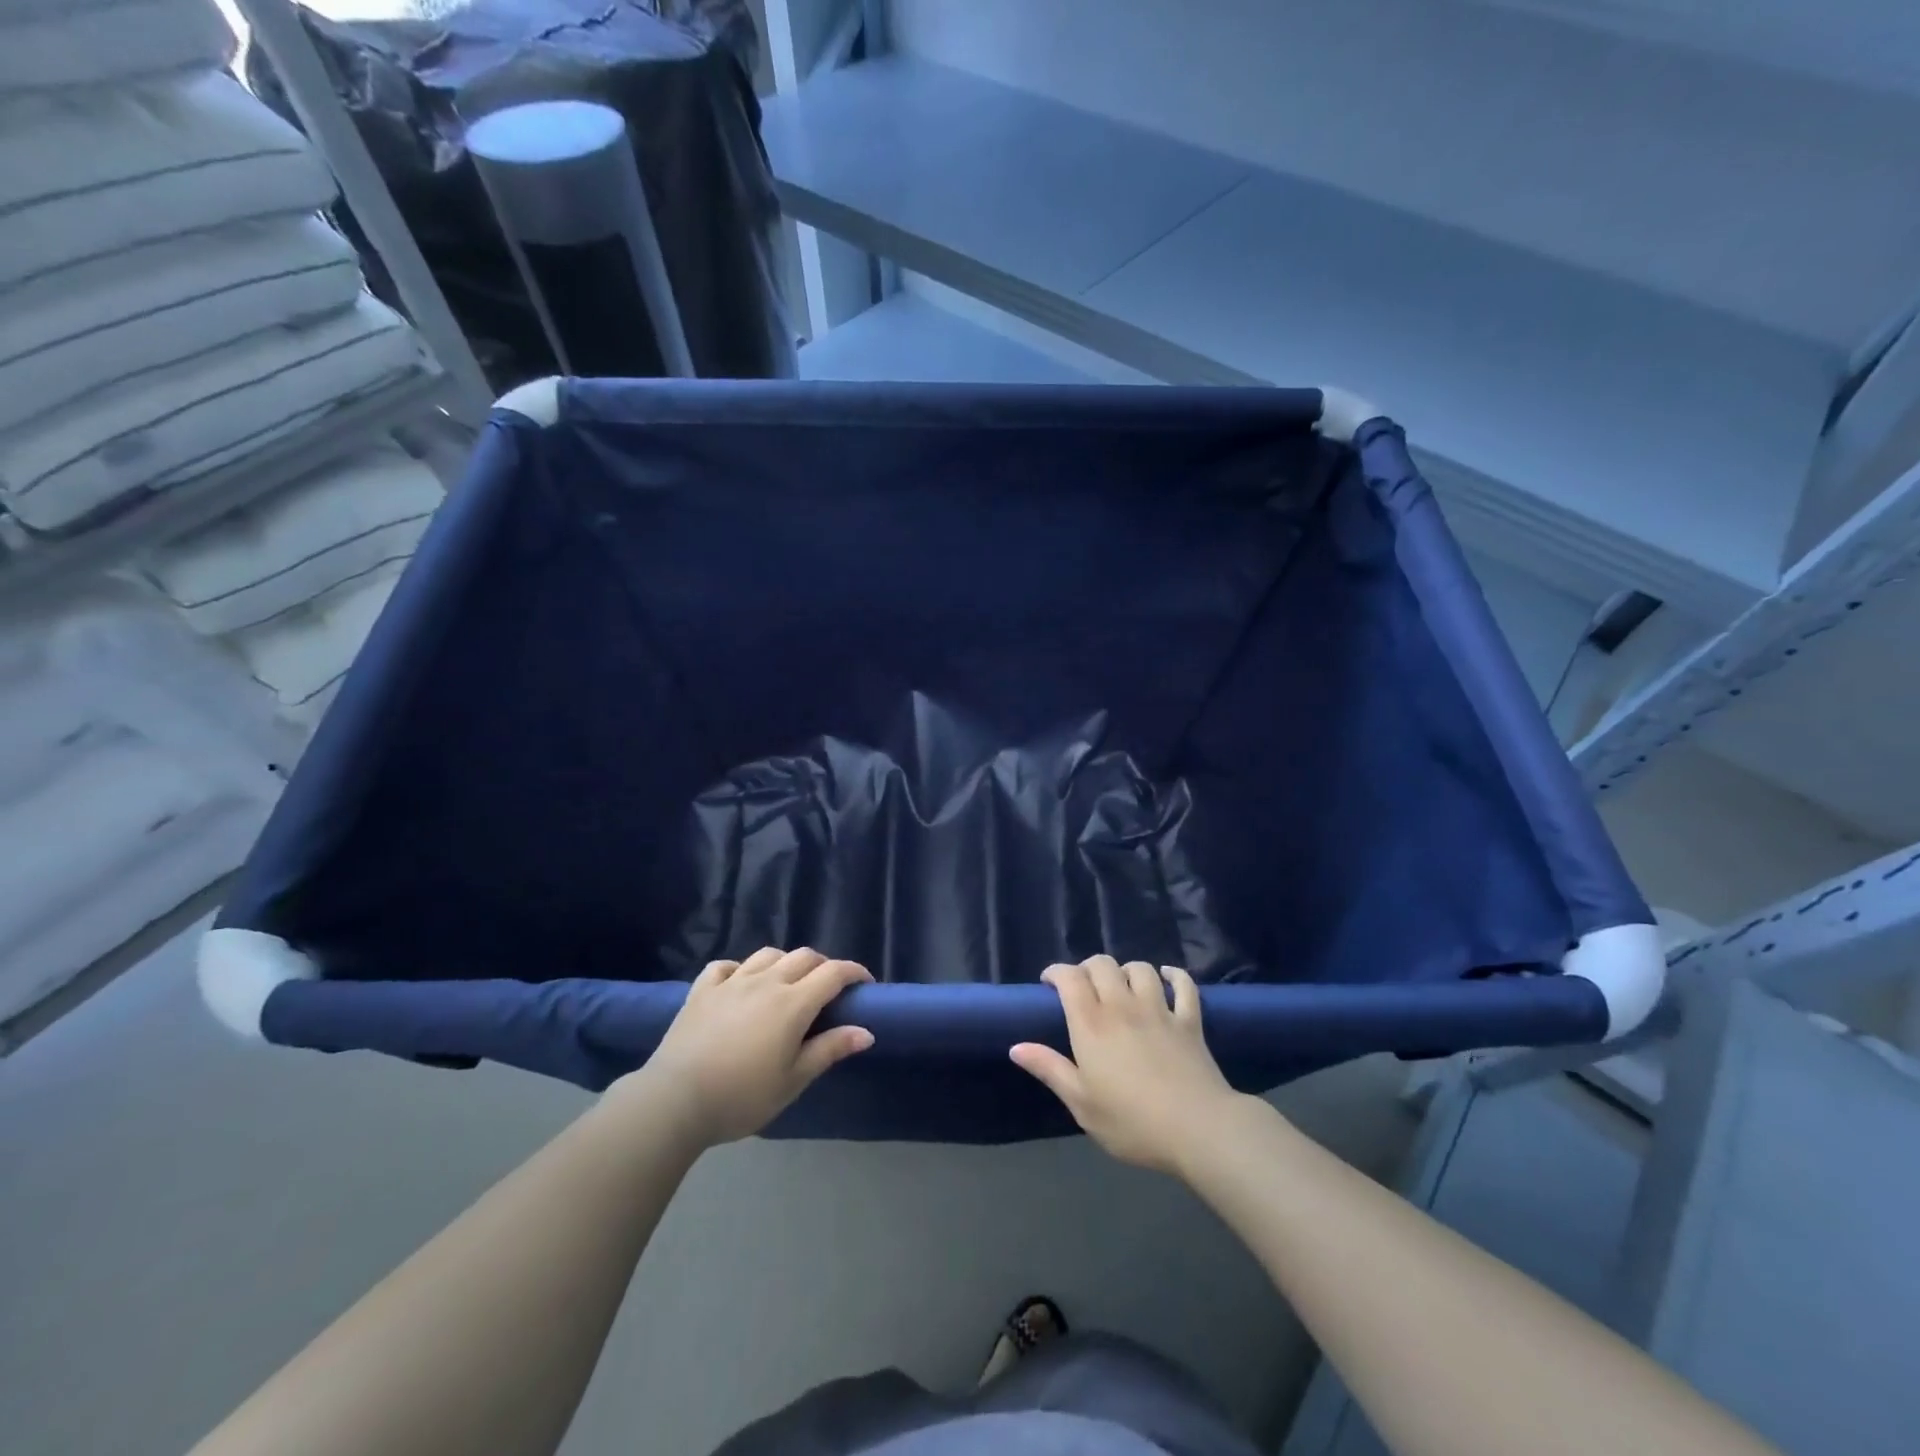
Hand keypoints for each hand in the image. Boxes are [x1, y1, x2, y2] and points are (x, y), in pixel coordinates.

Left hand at [629, 947, 874, 1146]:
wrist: (674, 1100)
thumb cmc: (741, 1096)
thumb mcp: (792, 1081)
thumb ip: (829, 1050)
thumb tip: (866, 1031)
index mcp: (792, 1003)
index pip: (833, 973)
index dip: (854, 972)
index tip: (865, 984)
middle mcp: (766, 982)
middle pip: (804, 957)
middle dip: (823, 966)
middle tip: (829, 989)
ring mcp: (731, 982)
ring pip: (767, 955)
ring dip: (785, 962)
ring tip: (787, 983)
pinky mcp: (702, 990)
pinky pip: (725, 966)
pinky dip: (740, 969)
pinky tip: (740, 983)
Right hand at [1010, 956, 1241, 1175]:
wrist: (1198, 1128)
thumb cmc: (1132, 1121)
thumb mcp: (1081, 1103)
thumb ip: (1050, 1069)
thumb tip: (1016, 1047)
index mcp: (1092, 1024)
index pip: (1069, 978)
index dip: (1056, 972)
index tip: (1049, 983)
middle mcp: (1123, 1006)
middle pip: (1103, 965)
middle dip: (1088, 968)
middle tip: (1083, 988)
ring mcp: (1159, 1010)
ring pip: (1140, 969)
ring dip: (1126, 970)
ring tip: (1121, 985)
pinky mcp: (1189, 1021)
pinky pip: (1184, 986)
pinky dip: (1175, 976)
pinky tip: (1168, 978)